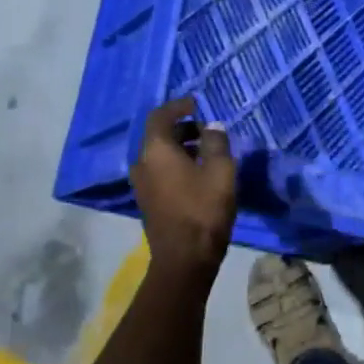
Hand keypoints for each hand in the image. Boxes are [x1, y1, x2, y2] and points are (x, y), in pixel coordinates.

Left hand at [132, 97, 235, 276]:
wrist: (184, 259)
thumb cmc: (204, 210)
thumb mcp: (221, 171)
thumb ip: (217, 142)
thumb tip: (212, 126)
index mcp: (156, 150)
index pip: (160, 116)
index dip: (178, 106)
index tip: (197, 104)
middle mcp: (142, 163)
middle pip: (159, 136)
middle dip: (183, 128)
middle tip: (209, 130)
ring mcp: (142, 184)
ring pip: (160, 155)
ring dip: (181, 148)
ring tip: (208, 152)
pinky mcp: (148, 201)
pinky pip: (160, 172)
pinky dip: (176, 164)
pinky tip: (199, 174)